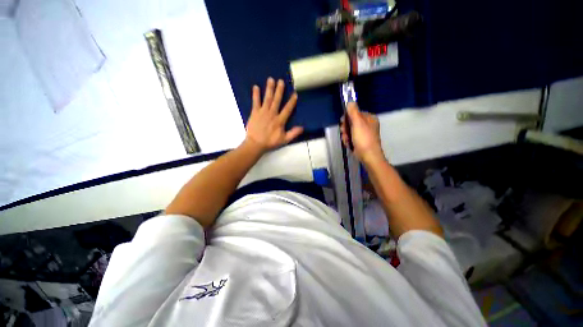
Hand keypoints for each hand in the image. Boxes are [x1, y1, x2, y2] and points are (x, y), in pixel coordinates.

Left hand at [245, 77, 303, 152]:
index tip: (295, 94)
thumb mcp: (284, 140)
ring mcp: (263, 112)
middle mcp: (272, 114)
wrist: (256, 144)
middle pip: (277, 100)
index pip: (287, 109)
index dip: (292, 101)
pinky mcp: (255, 112)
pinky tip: (256, 87)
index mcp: (280, 121)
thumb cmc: (270, 142)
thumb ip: (293, 133)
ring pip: (267, 99)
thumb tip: (302, 128)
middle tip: (281, 81)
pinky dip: (255, 94)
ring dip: (269, 89)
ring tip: (271, 79)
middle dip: (279, 90)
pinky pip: (255, 102)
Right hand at [341, 103, 384, 164]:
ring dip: (346, 135)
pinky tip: (349, 144)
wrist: (368, 156)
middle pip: (351, 122)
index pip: (355, 113)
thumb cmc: (364, 138)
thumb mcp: (358, 123)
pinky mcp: (360, 141)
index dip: (347, 118)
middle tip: (345, 133)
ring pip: (349, 131)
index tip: (343, 123)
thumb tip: (350, 101)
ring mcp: (363, 134)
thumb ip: (353, 111)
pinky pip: (351, 137)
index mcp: (369, 118)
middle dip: (346, 128)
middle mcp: (367, 125)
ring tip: (347, 140)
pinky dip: (348, 140)